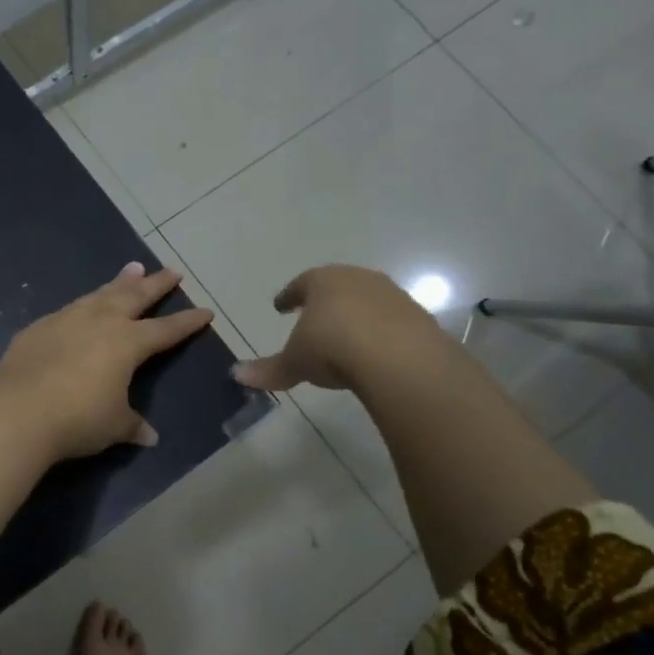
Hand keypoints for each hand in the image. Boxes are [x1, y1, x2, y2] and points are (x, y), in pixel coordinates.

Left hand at [0, 262, 212, 460]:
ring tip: (132, 270)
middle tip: (171, 271)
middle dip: (156, 284)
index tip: (205, 311)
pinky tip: (82, 306)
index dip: (187, 322)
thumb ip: (132, 425)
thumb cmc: (78, 418)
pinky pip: (70, 309)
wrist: (17, 410)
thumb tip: (149, 436)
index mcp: (128, 343)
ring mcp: (68, 319)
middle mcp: (101, 322)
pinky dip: (84, 303)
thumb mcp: (113, 426)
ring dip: (119, 282)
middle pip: (135, 296)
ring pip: (101, 294)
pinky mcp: (40, 327)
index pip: (166, 330)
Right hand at [232, 265, 442, 392]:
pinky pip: (392, 322)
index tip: (280, 306)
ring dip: (356, 315)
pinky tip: (376, 350)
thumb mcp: (295, 362)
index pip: (300, 284)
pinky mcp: (418, 317)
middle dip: (325, 301)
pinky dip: (381, 332)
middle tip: (314, 315)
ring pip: (367, 301)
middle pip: (337, 286)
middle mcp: (358, 280)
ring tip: (346, 335)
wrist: (398, 358)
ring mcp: (392, 296)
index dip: (289, 296)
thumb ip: (268, 369)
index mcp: (322, 281)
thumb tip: (235, 374)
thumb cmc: (332, 348)